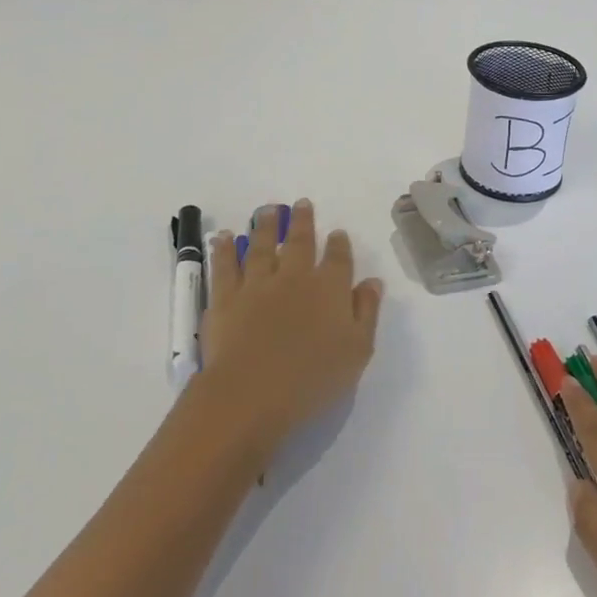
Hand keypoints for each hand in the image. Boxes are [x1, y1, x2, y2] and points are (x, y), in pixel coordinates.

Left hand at [193, 200, 383, 461]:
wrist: (252, 393)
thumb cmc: (313, 379)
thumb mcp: (358, 350)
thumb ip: (366, 312)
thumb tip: (372, 282)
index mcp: (330, 289)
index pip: (338, 259)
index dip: (339, 244)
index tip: (337, 232)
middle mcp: (295, 277)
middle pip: (300, 243)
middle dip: (303, 221)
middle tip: (301, 203)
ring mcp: (257, 284)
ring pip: (262, 247)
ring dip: (266, 226)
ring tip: (267, 210)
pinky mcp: (225, 298)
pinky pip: (225, 266)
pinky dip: (224, 249)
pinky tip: (224, 237)